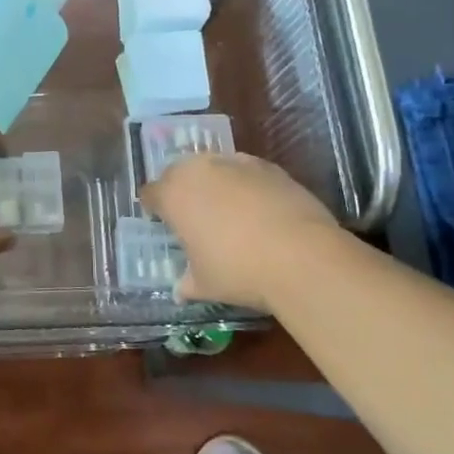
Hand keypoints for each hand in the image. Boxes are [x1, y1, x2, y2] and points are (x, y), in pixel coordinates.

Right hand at [141, 152, 338, 309]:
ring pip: (213, 166)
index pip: (151, 193)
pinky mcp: (269, 167)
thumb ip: (187, 282)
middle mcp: (199, 170)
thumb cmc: (239, 270)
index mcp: (174, 195)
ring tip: (226, 209)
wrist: (302, 256)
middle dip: (180, 189)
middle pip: (179, 172)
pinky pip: (245, 171)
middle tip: (191, 213)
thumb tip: (180, 290)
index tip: (160, 220)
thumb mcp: (205, 284)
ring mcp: (236, 164)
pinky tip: (257, 208)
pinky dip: (245, 185)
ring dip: (213, 183)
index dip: (153, 207)